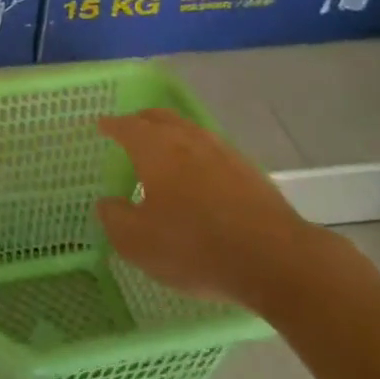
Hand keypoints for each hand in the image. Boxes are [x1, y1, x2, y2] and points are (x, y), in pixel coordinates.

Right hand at [95, 109, 323, 308]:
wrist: (277, 260)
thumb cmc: (196, 247)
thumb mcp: (138, 242)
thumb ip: (114, 218)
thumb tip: (107, 203)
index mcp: (155, 148)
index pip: (127, 126)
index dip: (112, 125)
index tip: (102, 126)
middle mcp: (188, 139)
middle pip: (160, 118)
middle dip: (142, 120)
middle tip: (130, 130)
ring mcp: (223, 152)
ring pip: (190, 131)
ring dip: (172, 135)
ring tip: (164, 152)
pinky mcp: (249, 172)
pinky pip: (213, 151)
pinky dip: (197, 155)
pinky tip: (199, 176)